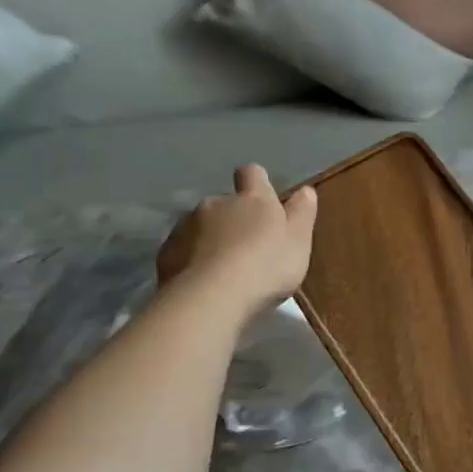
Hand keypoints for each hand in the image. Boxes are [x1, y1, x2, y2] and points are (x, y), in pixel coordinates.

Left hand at [155, 165, 317, 314]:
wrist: (212, 297)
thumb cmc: (266, 266)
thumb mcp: (299, 241)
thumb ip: (302, 213)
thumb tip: (305, 190)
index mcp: (252, 200)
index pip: (252, 174)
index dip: (258, 183)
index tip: (265, 200)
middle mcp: (216, 203)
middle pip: (225, 203)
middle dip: (234, 219)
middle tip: (248, 249)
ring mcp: (186, 226)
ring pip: (201, 226)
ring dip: (211, 240)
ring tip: (224, 270)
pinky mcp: (167, 252)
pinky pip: (182, 250)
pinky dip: (192, 260)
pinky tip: (203, 282)